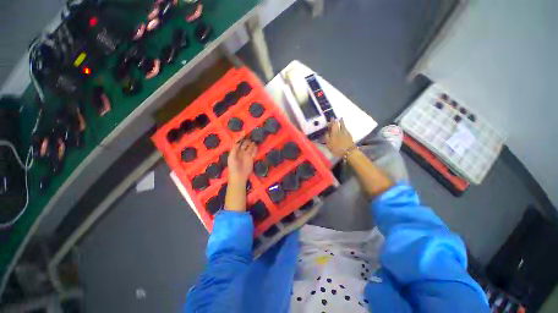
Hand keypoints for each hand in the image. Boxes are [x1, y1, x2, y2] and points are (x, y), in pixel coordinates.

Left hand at [228, 139, 256, 183]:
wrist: (239, 176)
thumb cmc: (233, 167)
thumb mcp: (231, 158)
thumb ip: (234, 150)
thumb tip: (238, 142)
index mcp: (235, 151)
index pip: (239, 143)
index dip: (241, 139)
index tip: (244, 133)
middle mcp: (241, 152)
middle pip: (245, 145)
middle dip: (247, 141)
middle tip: (251, 136)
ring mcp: (247, 155)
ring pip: (250, 148)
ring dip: (252, 145)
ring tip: (254, 141)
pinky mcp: (251, 159)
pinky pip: (254, 153)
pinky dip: (255, 149)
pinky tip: (256, 146)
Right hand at [324, 119, 353, 157]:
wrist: (349, 151)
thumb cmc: (337, 149)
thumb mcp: (329, 144)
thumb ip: (326, 137)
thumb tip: (325, 132)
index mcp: (334, 133)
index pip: (332, 125)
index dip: (332, 121)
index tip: (331, 118)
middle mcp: (339, 131)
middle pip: (338, 124)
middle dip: (336, 121)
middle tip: (335, 118)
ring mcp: (345, 132)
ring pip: (343, 125)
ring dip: (341, 122)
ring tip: (340, 119)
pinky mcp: (349, 135)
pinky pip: (346, 128)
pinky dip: (344, 126)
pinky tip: (344, 126)